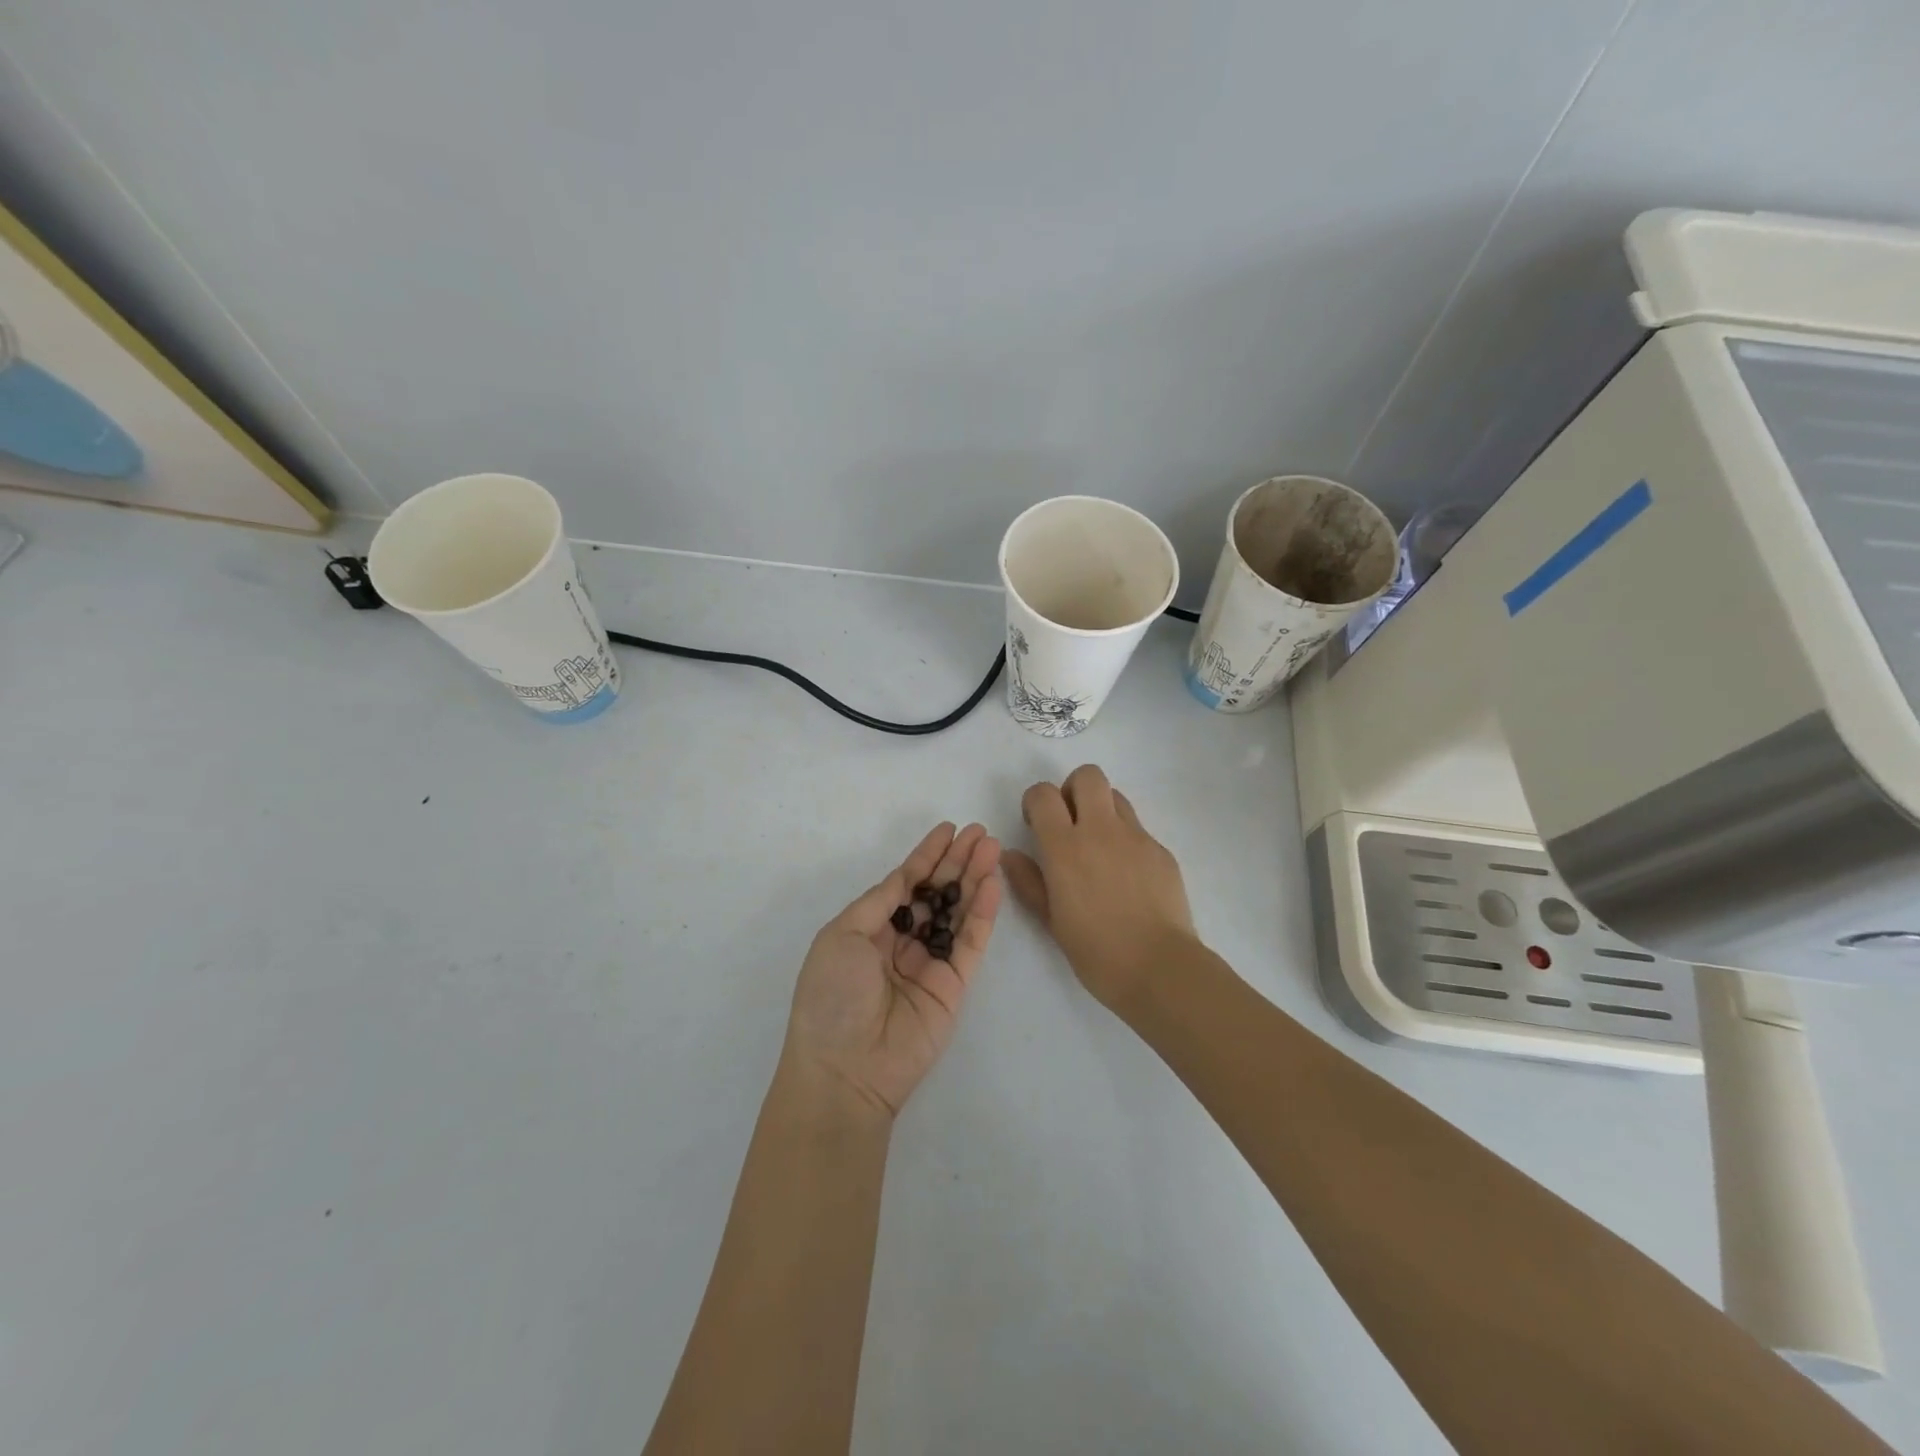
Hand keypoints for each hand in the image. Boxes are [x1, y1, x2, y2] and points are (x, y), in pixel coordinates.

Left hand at [784, 822, 1002, 1119]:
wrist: (845, 1069)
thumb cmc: (831, 996)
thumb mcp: (841, 936)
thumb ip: (879, 903)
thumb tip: (905, 877)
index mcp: (869, 931)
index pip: (904, 884)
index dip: (926, 856)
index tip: (948, 829)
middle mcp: (901, 943)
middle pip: (935, 893)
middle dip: (956, 862)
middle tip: (980, 832)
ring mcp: (930, 964)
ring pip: (957, 912)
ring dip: (975, 879)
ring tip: (992, 847)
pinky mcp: (954, 986)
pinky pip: (971, 942)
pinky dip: (983, 913)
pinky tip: (992, 884)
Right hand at [1004, 765, 1195, 1013]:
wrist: (1160, 968)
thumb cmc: (1096, 952)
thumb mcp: (1051, 921)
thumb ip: (1029, 882)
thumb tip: (1011, 854)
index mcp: (1066, 847)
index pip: (1044, 794)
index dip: (1035, 801)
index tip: (1036, 825)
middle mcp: (1101, 831)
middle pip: (1087, 776)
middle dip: (1072, 790)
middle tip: (1069, 824)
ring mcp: (1137, 838)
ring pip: (1116, 796)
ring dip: (1101, 810)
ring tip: (1098, 849)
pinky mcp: (1162, 851)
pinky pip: (1138, 829)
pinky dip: (1125, 841)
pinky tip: (1127, 878)